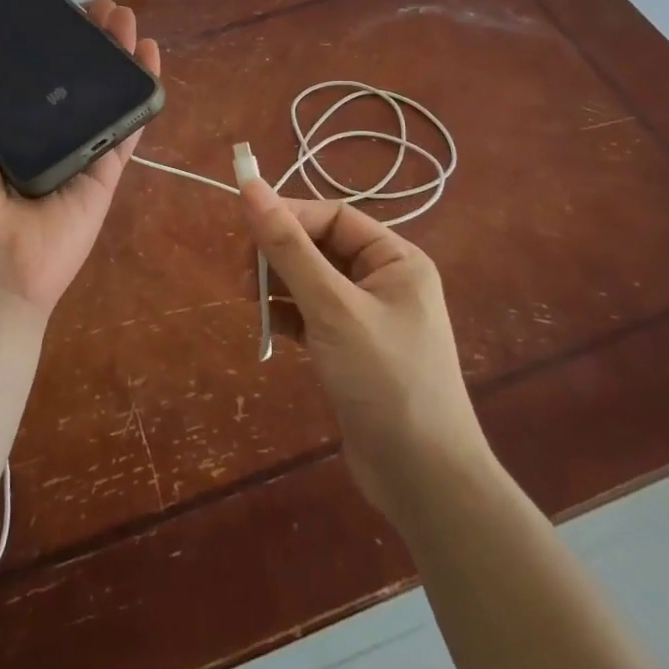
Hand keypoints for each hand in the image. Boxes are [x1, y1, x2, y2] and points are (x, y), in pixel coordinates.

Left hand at [0, 0, 160, 315]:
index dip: (43, 45)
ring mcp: (76, 155)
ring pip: (102, 98)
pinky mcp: (104, 172)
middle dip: (87, 42)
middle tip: (102, 9)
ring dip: (117, 57)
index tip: (56, 14)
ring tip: (127, 18)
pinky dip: (141, 94)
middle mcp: (39, 139)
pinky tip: (149, 56)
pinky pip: (126, 128)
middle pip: (71, 82)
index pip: (27, 78)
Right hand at [238, 179, 486, 517]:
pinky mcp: (350, 349)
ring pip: (310, 281)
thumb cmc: (385, 380)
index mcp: (395, 259)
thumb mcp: (333, 308)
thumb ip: (289, 247)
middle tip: (243, 277)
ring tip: (250, 303)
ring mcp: (366, 317)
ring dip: (278, 286)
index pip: (332, 217)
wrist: (424, 481)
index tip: (244, 229)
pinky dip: (286, 316)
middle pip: (319, 247)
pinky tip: (267, 328)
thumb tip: (250, 186)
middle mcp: (383, 280)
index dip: (287, 216)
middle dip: (279, 255)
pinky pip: (310, 315)